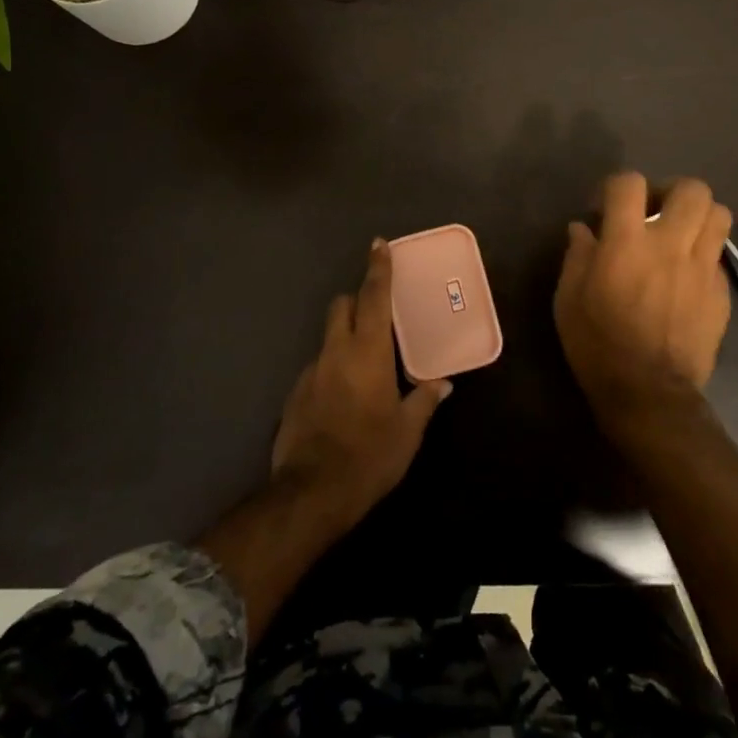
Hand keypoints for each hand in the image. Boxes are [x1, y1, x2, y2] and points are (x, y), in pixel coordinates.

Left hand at [271, 238, 451, 528]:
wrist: (310, 492)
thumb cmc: (369, 456)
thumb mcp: (407, 432)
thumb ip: (424, 400)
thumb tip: (442, 384)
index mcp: (368, 352)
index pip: (374, 297)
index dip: (378, 268)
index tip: (379, 244)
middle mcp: (336, 352)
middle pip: (342, 306)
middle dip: (357, 299)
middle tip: (377, 312)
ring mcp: (311, 371)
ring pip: (328, 337)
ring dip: (345, 338)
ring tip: (365, 366)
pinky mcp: (295, 394)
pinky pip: (318, 367)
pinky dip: (332, 368)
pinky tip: (343, 398)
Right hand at [553, 173, 734, 416]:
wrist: (648, 393)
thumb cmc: (597, 343)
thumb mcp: (568, 298)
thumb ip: (577, 255)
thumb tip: (583, 229)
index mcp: (627, 242)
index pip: (629, 183)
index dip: (617, 187)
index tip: (607, 209)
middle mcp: (670, 245)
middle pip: (692, 189)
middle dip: (672, 192)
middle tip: (655, 213)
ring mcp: (702, 269)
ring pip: (719, 215)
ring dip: (698, 218)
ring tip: (679, 235)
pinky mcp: (721, 293)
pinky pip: (719, 257)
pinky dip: (703, 257)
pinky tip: (686, 277)